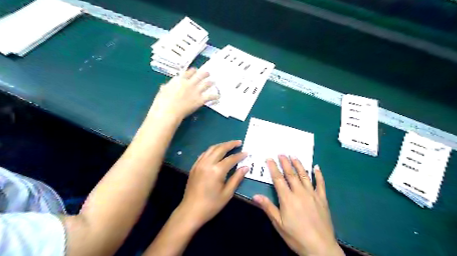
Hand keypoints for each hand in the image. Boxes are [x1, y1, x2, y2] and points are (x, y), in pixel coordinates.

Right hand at [146, 67, 216, 119]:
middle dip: (205, 74)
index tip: (195, 71)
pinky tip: (218, 96)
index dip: (193, 71)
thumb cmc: (162, 102)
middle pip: (200, 75)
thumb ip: (166, 88)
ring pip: (206, 84)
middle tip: (208, 73)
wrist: (168, 111)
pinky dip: (215, 96)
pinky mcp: (200, 100)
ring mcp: (195, 91)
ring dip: (211, 82)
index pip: (189, 72)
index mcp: (179, 80)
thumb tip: (164, 87)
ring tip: (214, 82)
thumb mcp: (162, 92)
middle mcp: (189, 83)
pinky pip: (210, 97)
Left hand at [178, 141, 249, 226]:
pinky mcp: (194, 166)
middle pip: (220, 149)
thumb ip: (237, 178)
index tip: (247, 153)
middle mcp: (207, 163)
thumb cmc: (211, 204)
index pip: (231, 159)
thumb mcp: (227, 193)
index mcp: (216, 171)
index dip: (240, 155)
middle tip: (239, 142)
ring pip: (211, 149)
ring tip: (229, 145)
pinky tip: (216, 151)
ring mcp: (199, 164)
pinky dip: (212, 150)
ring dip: (221, 145)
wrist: (190, 211)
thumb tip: (246, 167)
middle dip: (230, 144)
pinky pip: (204, 154)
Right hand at [254, 155, 342, 255]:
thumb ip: (268, 207)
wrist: (320, 247)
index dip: (273, 168)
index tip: (269, 158)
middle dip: (285, 162)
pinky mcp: (322, 198)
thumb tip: (255, 196)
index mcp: (287, 198)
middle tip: (281, 153)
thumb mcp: (279, 224)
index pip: (278, 179)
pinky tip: (316, 167)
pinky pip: (321, 183)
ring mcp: (312, 194)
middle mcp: (299, 192)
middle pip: (291, 174)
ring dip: (299, 165)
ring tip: (294, 156)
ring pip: (304, 175)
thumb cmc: (296, 236)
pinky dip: (319, 174)